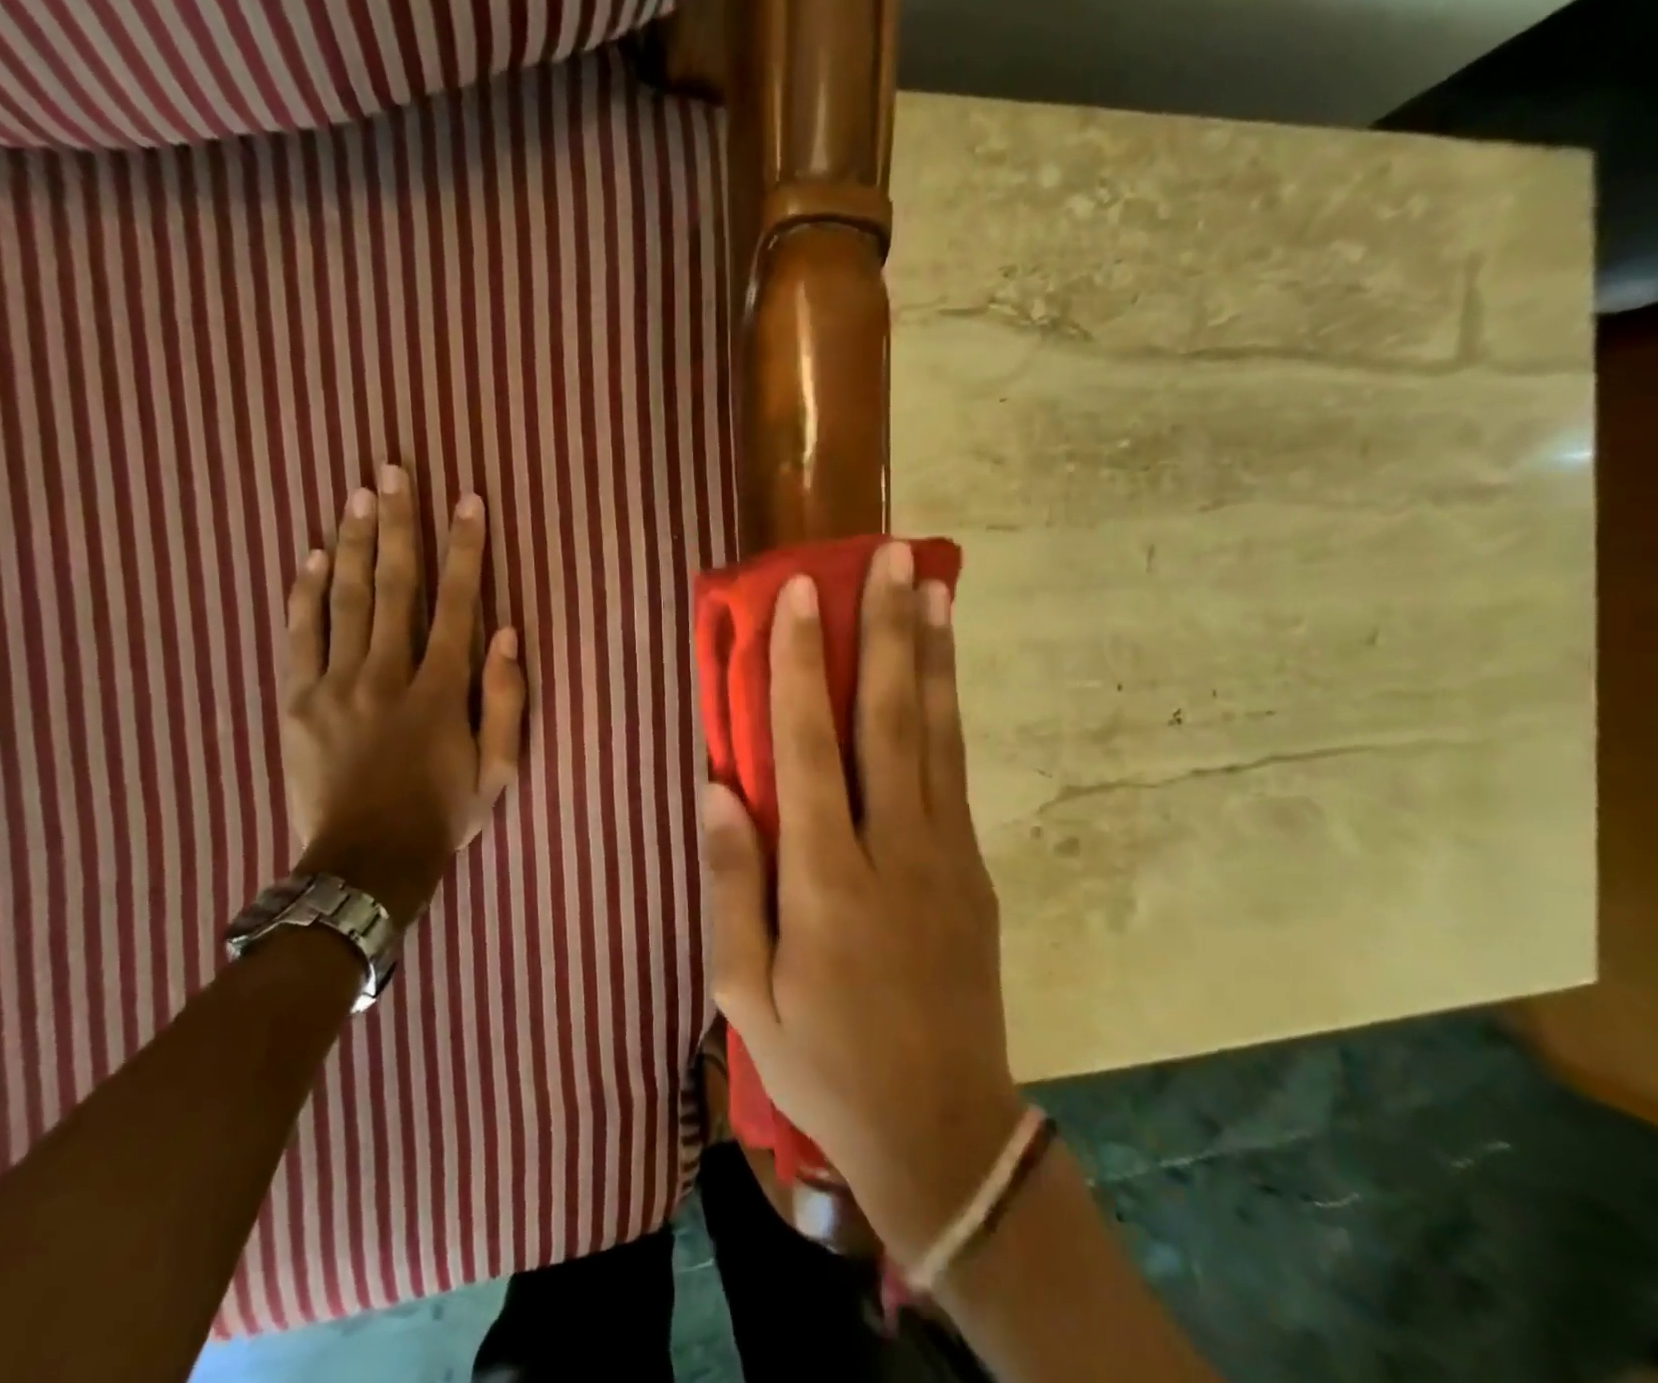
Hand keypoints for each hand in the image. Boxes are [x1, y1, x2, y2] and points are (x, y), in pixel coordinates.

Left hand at [280, 469, 525, 923]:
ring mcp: (335, 686)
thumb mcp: (498, 772)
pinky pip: (299, 636)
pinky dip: (305, 593)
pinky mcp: (298, 701)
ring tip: (358, 493)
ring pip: (344, 599)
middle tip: (395, 470)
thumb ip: (505, 701)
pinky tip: (311, 556)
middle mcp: (386, 675)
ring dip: (352, 542)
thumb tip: (507, 634)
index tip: (467, 501)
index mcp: (439, 692)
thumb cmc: (442, 816)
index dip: (465, 550)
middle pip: (394, 586)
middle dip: (398, 524)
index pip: (457, 605)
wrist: (364, 865)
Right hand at [702, 543, 1019, 1260]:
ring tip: (933, 586)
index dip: (801, 663)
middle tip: (891, 557)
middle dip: (887, 630)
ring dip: (931, 654)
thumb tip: (714, 789)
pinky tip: (943, 671)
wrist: (940, 1129)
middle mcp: (892, 848)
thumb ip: (729, 885)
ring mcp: (944, 853)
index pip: (808, 746)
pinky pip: (955, 770)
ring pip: (936, 733)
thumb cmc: (822, 1060)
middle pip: (887, 718)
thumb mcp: (744, 992)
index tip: (800, 594)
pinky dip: (949, 708)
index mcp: (824, 878)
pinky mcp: (972, 868)